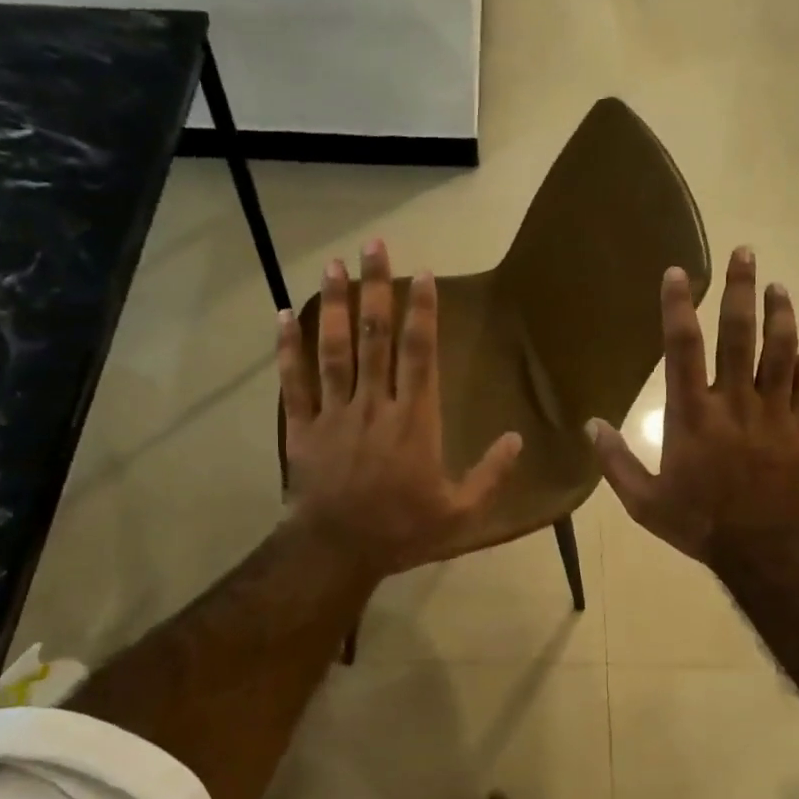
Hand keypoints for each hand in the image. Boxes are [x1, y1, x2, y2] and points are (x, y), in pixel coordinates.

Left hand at [279, 240, 522, 577]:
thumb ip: (491, 475)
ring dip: (333, 305)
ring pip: (334, 350)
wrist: (338, 552)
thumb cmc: (403, 531)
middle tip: (373, 246)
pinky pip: (294, 383)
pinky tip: (282, 317)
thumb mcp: (461, 513)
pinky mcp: (303, 428)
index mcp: (415, 422)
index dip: (422, 311)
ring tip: (333, 265)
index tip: (421, 274)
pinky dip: (288, 349)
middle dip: (376, 289)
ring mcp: (335, 414)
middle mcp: (375, 405)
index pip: (420, 354)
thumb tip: (516, 439)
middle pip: (376, 337)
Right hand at [588, 247, 798, 563]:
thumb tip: (590, 425)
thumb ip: (616, 461)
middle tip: (745, 252)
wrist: (763, 549)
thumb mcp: (644, 502)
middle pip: (739, 334)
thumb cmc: (698, 523)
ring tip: (778, 287)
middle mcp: (734, 402)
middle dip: (740, 289)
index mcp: (693, 414)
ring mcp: (774, 413)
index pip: (682, 347)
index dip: (678, 306)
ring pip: (781, 351)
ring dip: (780, 315)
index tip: (678, 273)